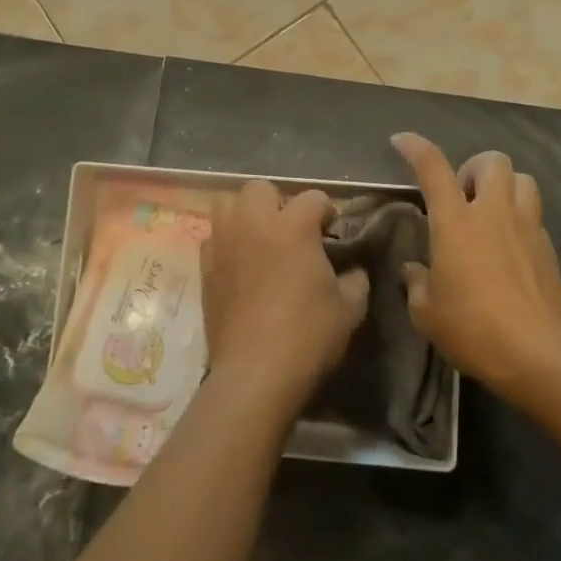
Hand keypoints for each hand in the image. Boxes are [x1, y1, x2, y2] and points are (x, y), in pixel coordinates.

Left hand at [200, 182, 369, 419]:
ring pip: (227, 203)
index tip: (332, 232)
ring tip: (260, 239)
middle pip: (260, 188)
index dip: (327, 212)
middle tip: (290, 230)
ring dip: (245, 214)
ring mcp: (224, 242)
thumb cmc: (308, 335)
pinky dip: (227, 242)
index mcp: (293, 226)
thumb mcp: (349, 308)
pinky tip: (240, 264)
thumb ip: (355, 279)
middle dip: (278, 202)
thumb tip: (353, 270)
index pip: (313, 198)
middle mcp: (254, 223)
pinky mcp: (205, 266)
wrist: (256, 372)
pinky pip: (213, 237)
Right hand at [390, 133, 560, 396]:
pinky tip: (510, 247)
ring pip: (523, 179)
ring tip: (491, 212)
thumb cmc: (473, 330)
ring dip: (505, 186)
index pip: (433, 168)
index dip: (415, 148)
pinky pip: (535, 215)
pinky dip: (521, 219)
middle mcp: (493, 213)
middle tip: (462, 196)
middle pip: (492, 160)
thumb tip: (414, 270)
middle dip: (474, 168)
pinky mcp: (549, 249)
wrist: (539, 355)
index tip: (401, 141)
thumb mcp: (427, 313)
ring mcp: (527, 227)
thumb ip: (417, 284)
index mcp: (455, 223)